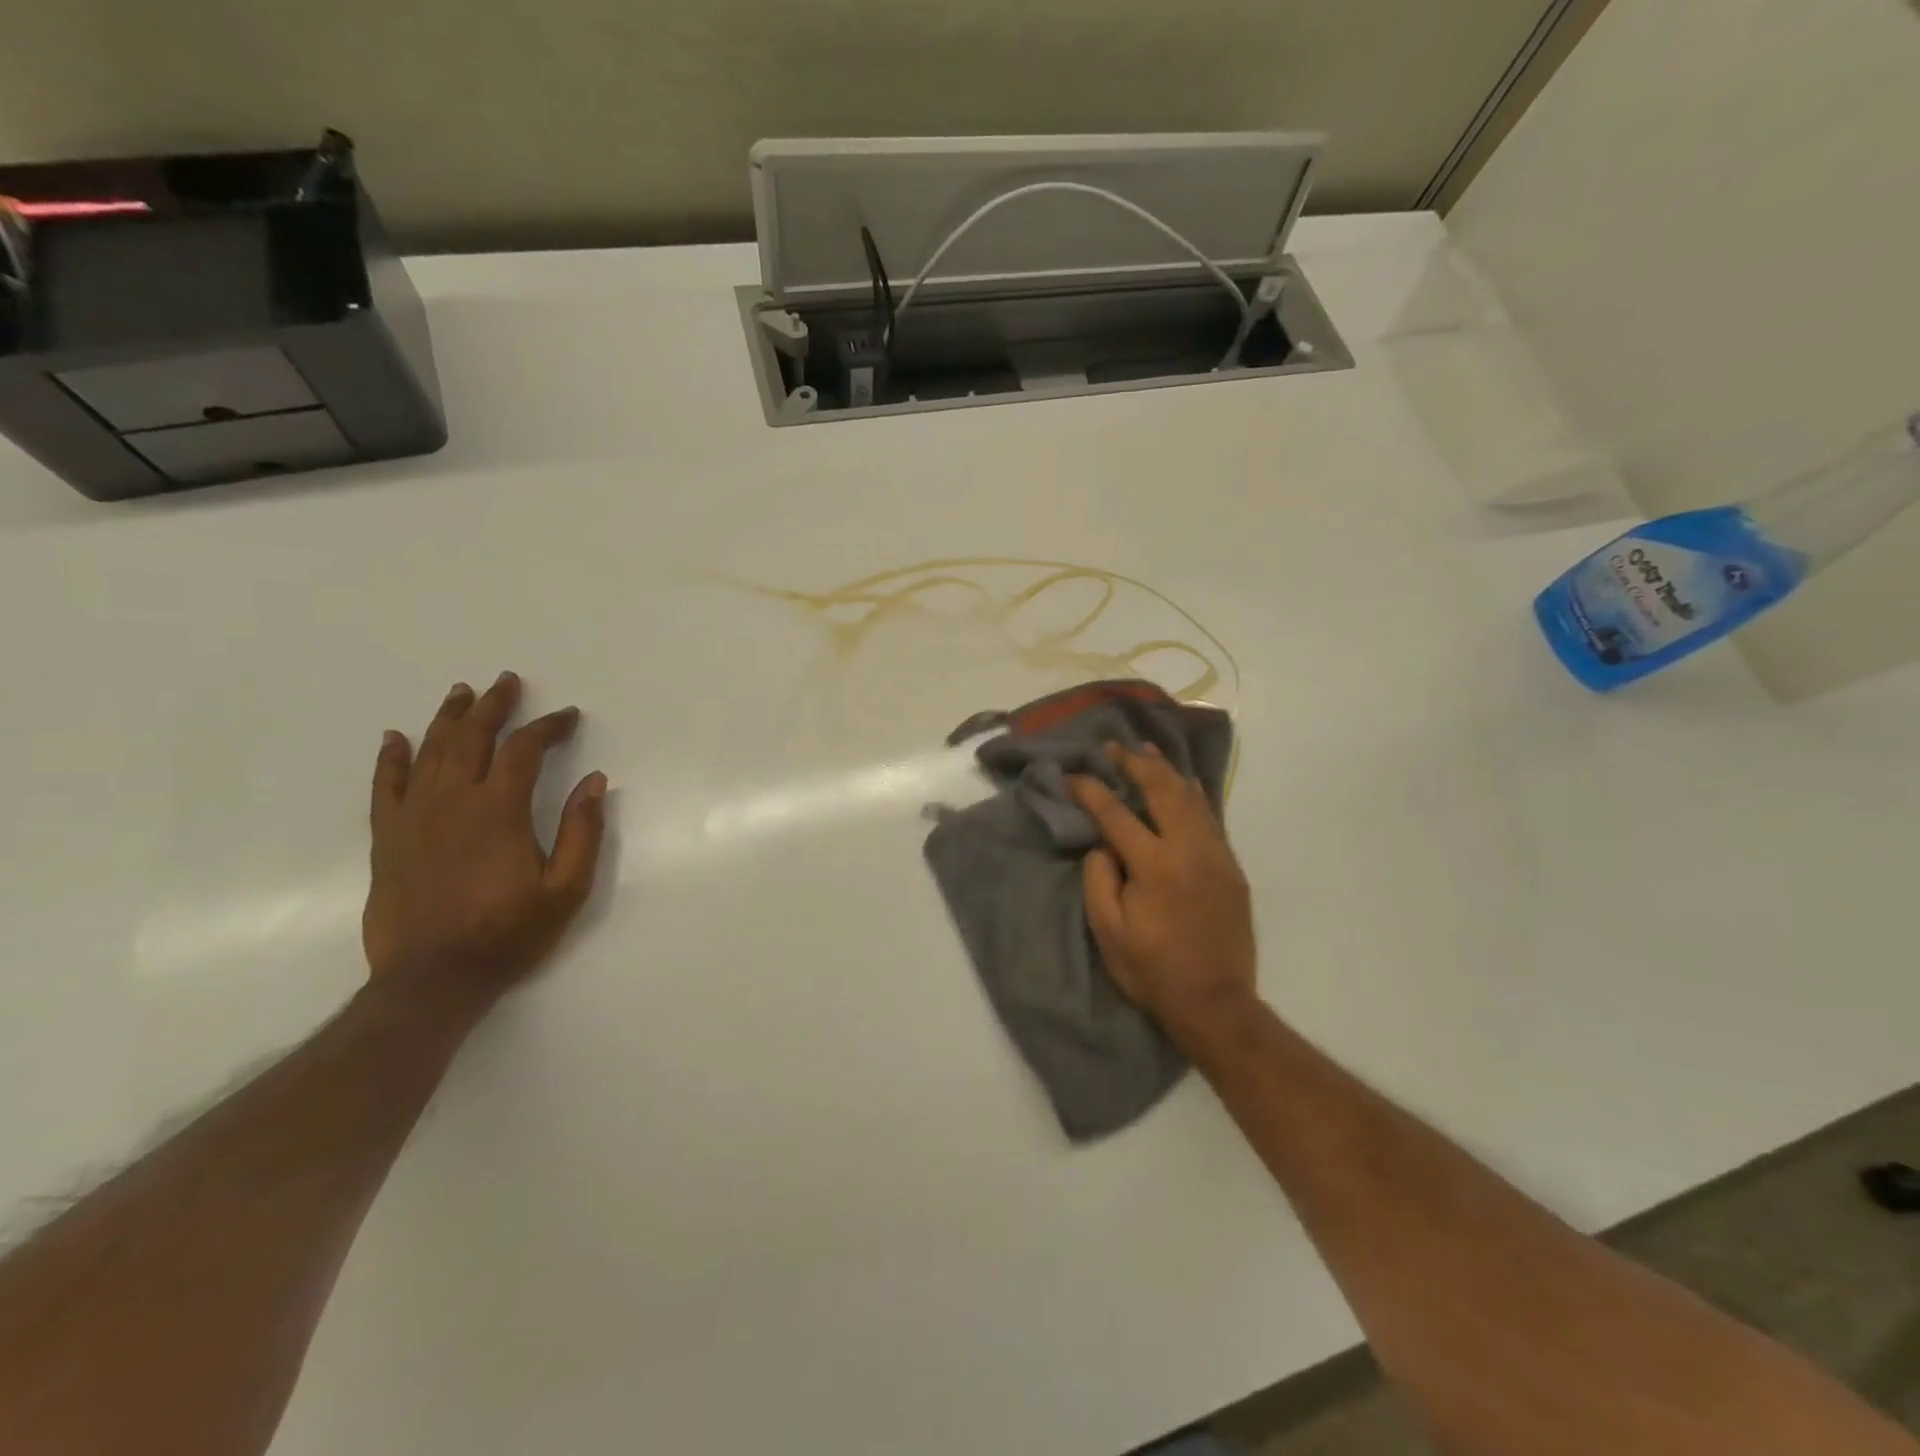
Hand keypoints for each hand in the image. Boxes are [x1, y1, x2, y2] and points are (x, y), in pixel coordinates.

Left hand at [362, 672, 606, 1003]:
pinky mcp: (388, 839)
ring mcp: (414, 818)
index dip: (548, 727)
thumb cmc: (509, 934)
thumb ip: (582, 831)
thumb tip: (594, 780)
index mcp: (500, 810)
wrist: (433, 980)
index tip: (568, 716)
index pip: (524, 750)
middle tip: (507, 682)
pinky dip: (391, 758)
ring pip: (430, 752)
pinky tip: (396, 738)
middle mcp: (453, 802)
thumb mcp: (567, 888)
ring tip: (462, 693)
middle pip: (472, 738)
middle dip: (493, 706)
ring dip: (448, 718)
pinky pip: (385, 786)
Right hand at [1068, 744, 1256, 1043]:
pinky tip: (1185, 782)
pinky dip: (1193, 793)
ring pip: (1191, 797)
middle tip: (1114, 746)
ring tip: (1147, 749)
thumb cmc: (1153, 970)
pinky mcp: (1231, 867)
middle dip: (1135, 763)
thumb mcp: (1109, 933)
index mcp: (1154, 865)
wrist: (1215, 1002)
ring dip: (1167, 770)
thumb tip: (1103, 846)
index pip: (1116, 814)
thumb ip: (1099, 881)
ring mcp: (1215, 855)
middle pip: (1161, 790)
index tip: (1072, 774)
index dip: (1091, 790)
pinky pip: (1210, 817)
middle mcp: (1188, 849)